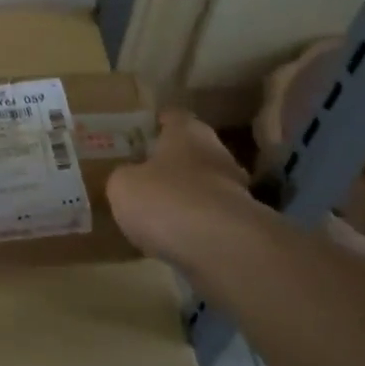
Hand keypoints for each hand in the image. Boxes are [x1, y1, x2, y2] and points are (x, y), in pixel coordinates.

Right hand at [107, 110, 260, 266]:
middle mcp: (217, 153)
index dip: (156, 123)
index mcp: (188, 132)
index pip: (173, 116)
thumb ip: (124, 176)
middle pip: (191, 151)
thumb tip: (130, 178)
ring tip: (156, 211)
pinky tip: (173, 238)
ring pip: (203, 186)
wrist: (222, 249)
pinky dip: (194, 225)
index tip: (140, 132)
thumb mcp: (123, 185)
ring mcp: (235, 190)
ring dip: (184, 196)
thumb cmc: (167, 200)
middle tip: (143, 173)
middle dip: (170, 162)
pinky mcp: (241, 226)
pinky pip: (209, 218)